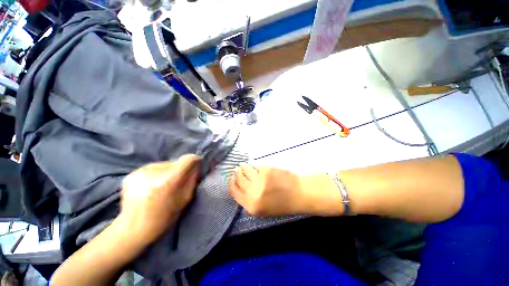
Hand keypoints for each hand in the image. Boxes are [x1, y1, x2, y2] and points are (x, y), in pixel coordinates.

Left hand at [119, 154, 200, 243]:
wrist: (133, 229)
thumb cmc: (163, 217)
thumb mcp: (185, 199)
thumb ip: (192, 180)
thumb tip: (196, 166)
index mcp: (169, 180)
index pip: (187, 159)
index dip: (194, 161)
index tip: (196, 165)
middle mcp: (154, 172)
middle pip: (175, 162)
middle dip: (179, 170)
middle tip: (176, 182)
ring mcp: (140, 172)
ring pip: (164, 164)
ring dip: (167, 172)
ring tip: (162, 185)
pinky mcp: (131, 174)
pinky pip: (152, 168)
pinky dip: (156, 175)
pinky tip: (151, 186)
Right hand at [230, 163, 305, 215]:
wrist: (299, 194)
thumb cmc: (282, 204)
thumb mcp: (263, 209)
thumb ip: (250, 201)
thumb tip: (240, 188)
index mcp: (251, 206)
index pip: (234, 192)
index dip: (231, 184)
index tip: (231, 178)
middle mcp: (252, 193)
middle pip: (238, 180)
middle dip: (235, 174)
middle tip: (236, 170)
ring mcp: (258, 181)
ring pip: (244, 171)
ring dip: (242, 167)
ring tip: (242, 165)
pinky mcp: (265, 171)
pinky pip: (254, 167)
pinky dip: (252, 166)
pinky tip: (252, 165)